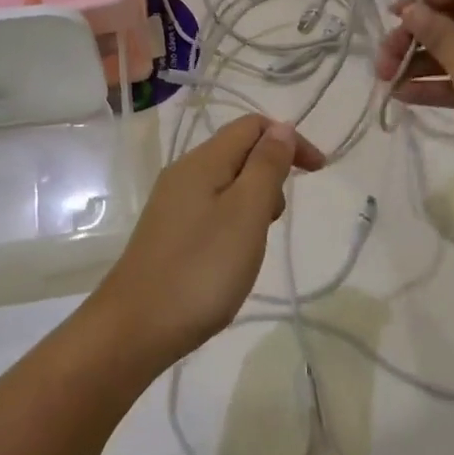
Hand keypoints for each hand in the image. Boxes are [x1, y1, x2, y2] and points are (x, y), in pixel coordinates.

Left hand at [88, 115, 324, 370]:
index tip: (318, 172)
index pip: (252, 126)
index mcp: (202, 161)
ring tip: (254, 242)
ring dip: (254, 199)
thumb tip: (281, 127)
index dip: (289, 140)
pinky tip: (232, 254)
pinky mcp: (168, 231)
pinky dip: (234, 219)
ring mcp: (172, 203)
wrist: (135, 328)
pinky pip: (212, 207)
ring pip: (226, 181)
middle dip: (271, 172)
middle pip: (238, 151)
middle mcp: (183, 172)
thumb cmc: (201, 269)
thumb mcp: (246, 213)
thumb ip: (266, 166)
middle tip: (274, 219)